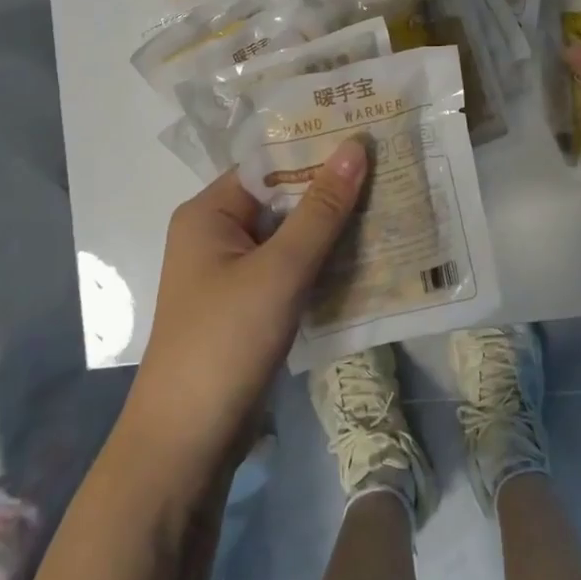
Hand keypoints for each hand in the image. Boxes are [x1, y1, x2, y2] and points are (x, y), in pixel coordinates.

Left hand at [124, 141, 367, 477]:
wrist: (188, 442)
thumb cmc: (226, 341)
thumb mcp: (280, 270)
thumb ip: (320, 210)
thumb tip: (354, 146)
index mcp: (209, 213)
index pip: (269, 165)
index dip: (317, 151)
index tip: (370, 137)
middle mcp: (218, 236)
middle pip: (282, 201)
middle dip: (333, 192)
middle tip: (392, 171)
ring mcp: (234, 275)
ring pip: (292, 239)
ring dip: (334, 231)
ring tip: (393, 207)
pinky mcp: (251, 308)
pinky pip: (293, 273)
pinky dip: (325, 266)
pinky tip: (371, 259)